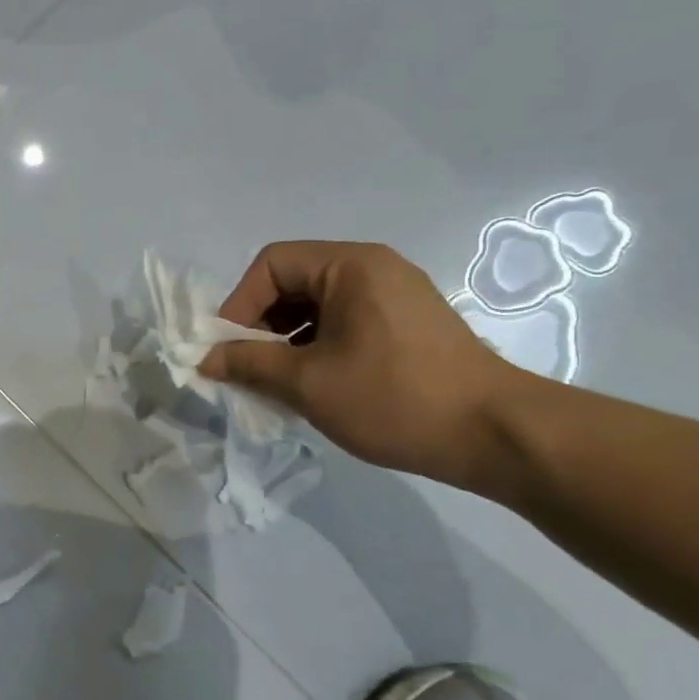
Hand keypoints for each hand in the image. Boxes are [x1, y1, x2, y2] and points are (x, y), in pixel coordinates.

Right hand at [199, 241, 520, 486]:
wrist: (493, 434)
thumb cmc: (392, 398)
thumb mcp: (307, 383)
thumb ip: (248, 363)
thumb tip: (205, 359)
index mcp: (350, 266)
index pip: (271, 264)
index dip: (239, 304)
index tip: (228, 350)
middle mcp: (373, 268)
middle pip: (293, 282)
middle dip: (260, 324)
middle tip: (246, 367)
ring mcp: (394, 295)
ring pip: (316, 306)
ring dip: (285, 339)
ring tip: (275, 381)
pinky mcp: (406, 324)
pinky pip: (343, 322)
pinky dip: (315, 346)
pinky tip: (311, 384)